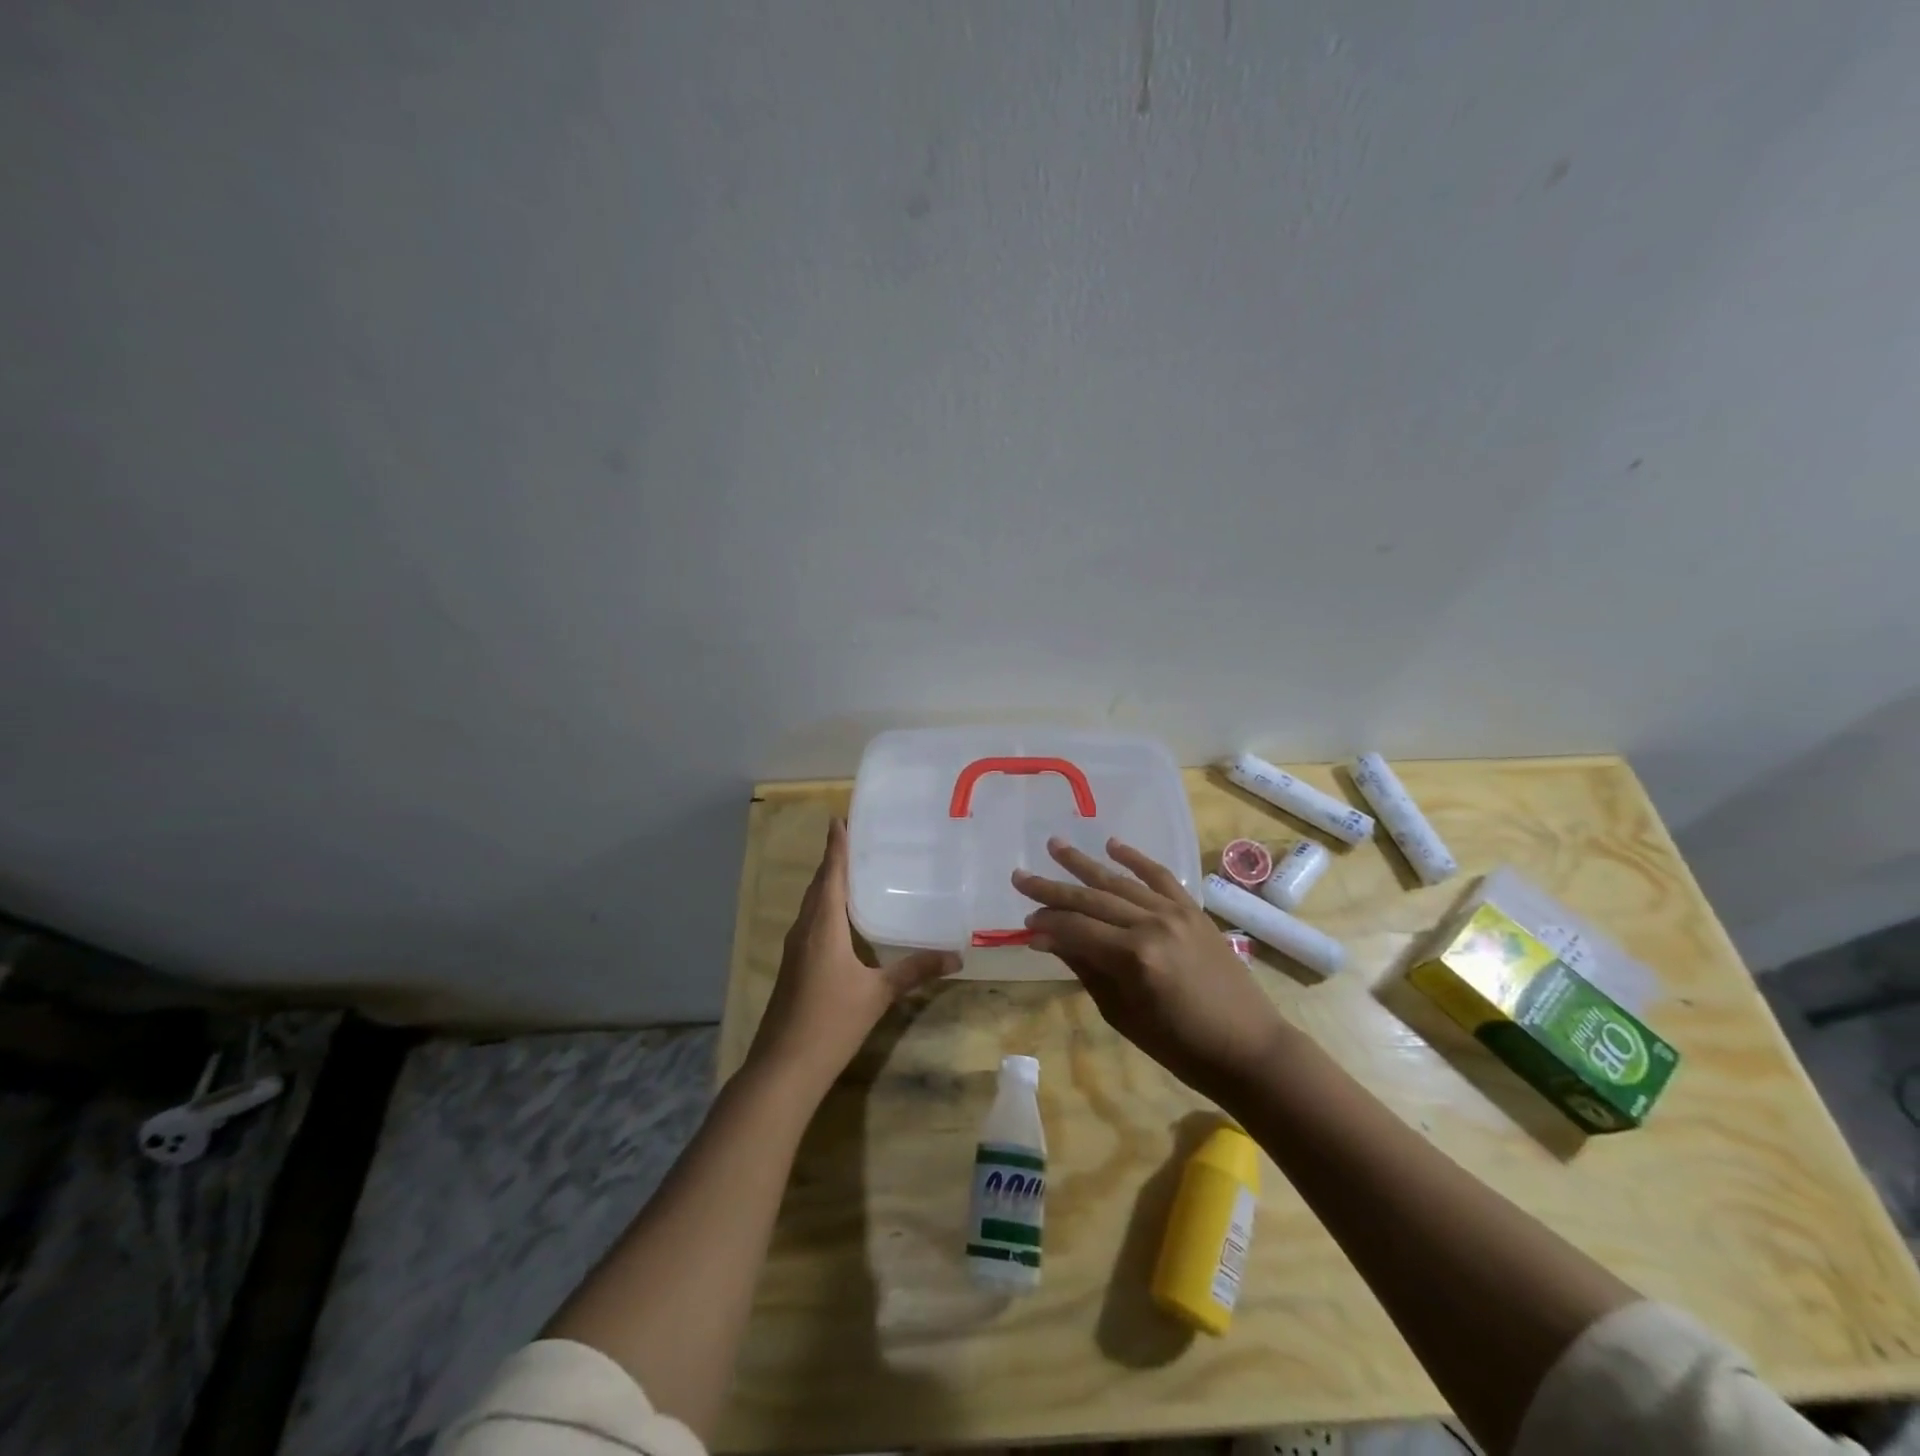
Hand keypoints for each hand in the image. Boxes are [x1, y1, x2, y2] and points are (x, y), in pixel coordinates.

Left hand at [747, 817, 959, 1094]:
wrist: (784, 1067)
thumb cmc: (831, 1022)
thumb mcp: (878, 994)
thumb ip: (914, 971)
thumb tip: (956, 956)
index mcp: (822, 926)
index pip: (830, 875)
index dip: (835, 847)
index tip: (838, 819)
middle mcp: (804, 930)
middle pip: (818, 886)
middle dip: (833, 861)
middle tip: (854, 840)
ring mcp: (794, 949)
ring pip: (811, 905)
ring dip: (827, 885)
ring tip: (851, 871)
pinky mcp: (793, 967)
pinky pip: (810, 923)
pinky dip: (824, 908)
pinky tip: (840, 919)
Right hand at [1013, 837, 1289, 1100]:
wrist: (1248, 1047)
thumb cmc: (1179, 1046)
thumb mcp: (1123, 1014)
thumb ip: (1085, 969)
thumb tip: (1048, 939)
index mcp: (1133, 957)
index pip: (1076, 929)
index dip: (1047, 924)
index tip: (1024, 924)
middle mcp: (1152, 925)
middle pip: (1092, 900)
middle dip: (1052, 889)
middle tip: (1020, 876)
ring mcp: (1176, 913)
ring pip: (1120, 882)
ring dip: (1084, 864)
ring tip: (1055, 846)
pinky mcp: (1193, 910)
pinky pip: (1160, 877)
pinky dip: (1135, 859)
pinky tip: (1112, 845)